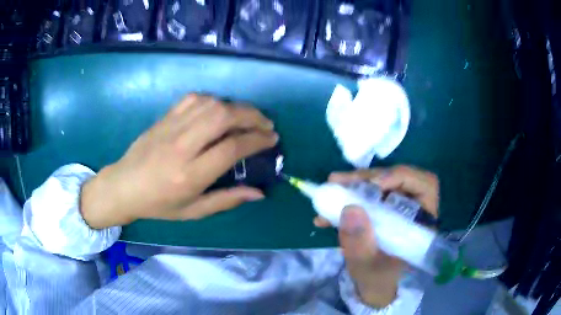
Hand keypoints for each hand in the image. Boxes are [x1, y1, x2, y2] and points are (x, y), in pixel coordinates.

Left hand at [80, 94, 277, 228]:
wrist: (124, 185)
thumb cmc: (158, 204)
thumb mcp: (193, 211)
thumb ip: (227, 200)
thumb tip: (259, 193)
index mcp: (190, 175)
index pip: (231, 148)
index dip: (257, 140)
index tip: (271, 139)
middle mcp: (182, 146)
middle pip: (223, 116)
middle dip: (252, 115)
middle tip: (265, 123)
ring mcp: (171, 127)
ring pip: (210, 103)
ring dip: (235, 106)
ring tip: (246, 117)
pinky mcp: (165, 117)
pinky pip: (194, 99)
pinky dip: (213, 100)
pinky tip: (219, 110)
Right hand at [314, 166, 438, 307]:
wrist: (373, 287)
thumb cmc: (378, 279)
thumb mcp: (367, 266)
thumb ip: (360, 243)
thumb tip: (350, 207)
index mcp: (422, 222)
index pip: (424, 185)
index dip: (402, 177)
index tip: (374, 184)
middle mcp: (413, 210)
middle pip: (397, 179)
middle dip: (367, 179)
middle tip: (338, 181)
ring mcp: (396, 208)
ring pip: (380, 184)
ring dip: (353, 186)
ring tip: (329, 190)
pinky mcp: (382, 210)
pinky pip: (366, 196)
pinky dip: (347, 198)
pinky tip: (326, 212)